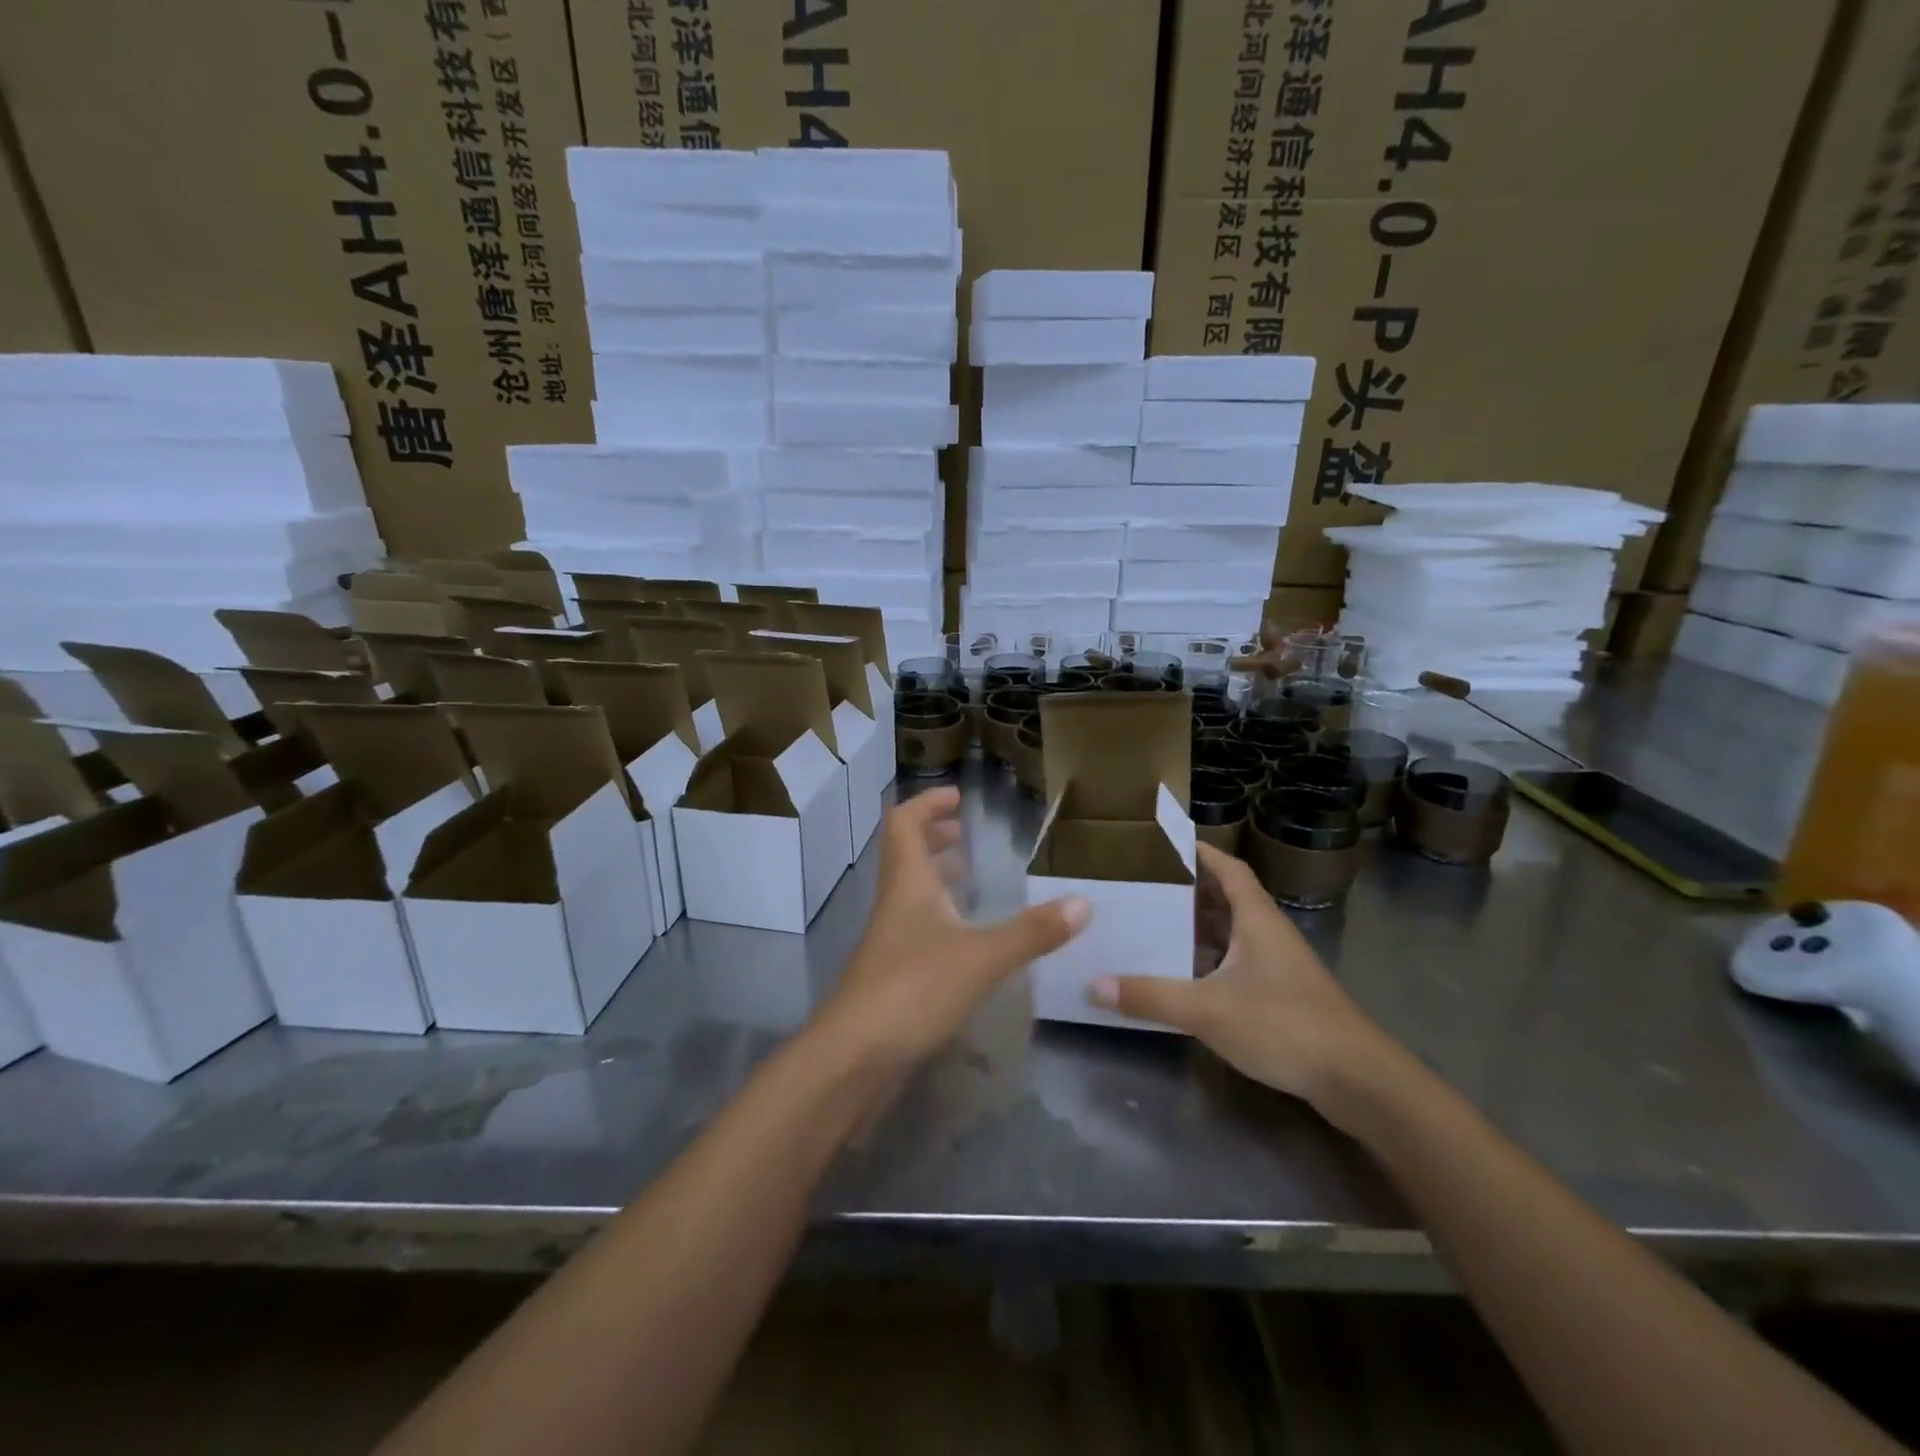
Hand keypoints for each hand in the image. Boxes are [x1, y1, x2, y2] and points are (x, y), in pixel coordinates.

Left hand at [816, 787, 1089, 1077]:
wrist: (854, 1059)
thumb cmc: (913, 990)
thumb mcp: (982, 957)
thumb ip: (1032, 932)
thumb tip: (1083, 903)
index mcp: (908, 884)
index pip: (904, 824)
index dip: (927, 804)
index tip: (958, 797)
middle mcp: (894, 905)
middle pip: (905, 856)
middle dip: (934, 838)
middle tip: (965, 834)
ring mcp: (889, 942)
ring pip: (911, 895)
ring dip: (937, 878)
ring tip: (970, 878)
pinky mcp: (891, 976)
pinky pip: (916, 929)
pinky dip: (940, 919)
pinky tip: (966, 940)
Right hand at [1088, 842, 1400, 1117]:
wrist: (1357, 1081)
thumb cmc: (1285, 1025)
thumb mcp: (1208, 1009)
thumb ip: (1151, 996)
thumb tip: (1094, 984)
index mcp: (1257, 919)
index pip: (1229, 869)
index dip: (1199, 852)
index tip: (1162, 844)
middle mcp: (1268, 934)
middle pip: (1226, 898)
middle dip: (1187, 889)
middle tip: (1142, 884)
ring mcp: (1277, 966)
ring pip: (1230, 933)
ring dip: (1196, 926)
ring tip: (1151, 923)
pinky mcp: (1280, 995)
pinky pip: (1235, 963)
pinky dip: (1207, 960)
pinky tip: (1181, 974)